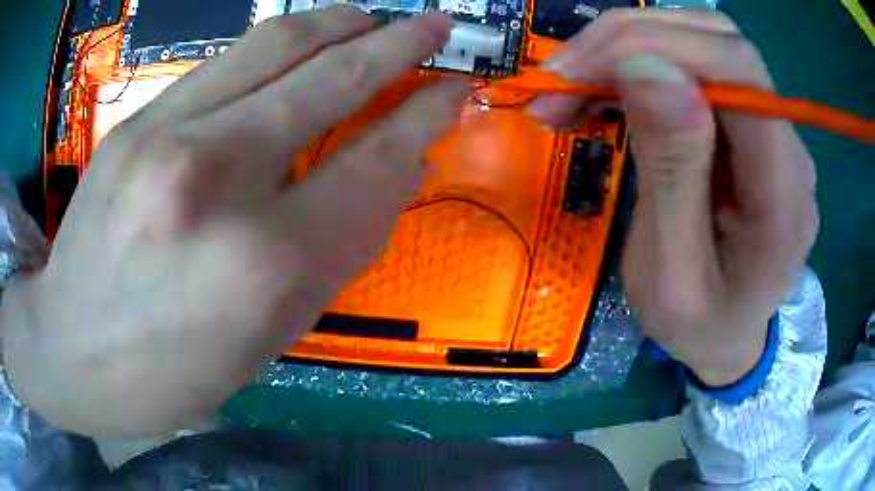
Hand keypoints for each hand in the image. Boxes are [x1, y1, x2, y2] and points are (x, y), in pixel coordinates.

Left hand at [1, 8, 468, 435]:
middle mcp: (218, 181)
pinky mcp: (137, 121)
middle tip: (436, 23)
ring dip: (341, 22)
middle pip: (333, 80)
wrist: (72, 351)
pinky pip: (226, 62)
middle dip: (399, 43)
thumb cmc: (173, 371)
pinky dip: (279, 43)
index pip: (376, 162)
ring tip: (374, 17)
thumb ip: (340, 247)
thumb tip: (397, 170)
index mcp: (266, 266)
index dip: (427, 116)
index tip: (457, 90)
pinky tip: (301, 41)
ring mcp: (167, 137)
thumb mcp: (272, 335)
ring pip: (278, 45)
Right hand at [528, 9, 818, 384]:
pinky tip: (605, 90)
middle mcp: (789, 145)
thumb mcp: (670, 273)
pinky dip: (640, 62)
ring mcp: (772, 129)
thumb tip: (645, 69)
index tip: (580, 70)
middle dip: (630, 40)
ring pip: (703, 41)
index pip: (740, 70)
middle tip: (561, 77)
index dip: (660, 45)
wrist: (731, 336)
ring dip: (629, 46)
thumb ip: (670, 172)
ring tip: (574, 85)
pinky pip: (697, 67)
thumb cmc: (699, 324)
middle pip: (719, 41)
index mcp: (783, 194)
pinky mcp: (749, 124)